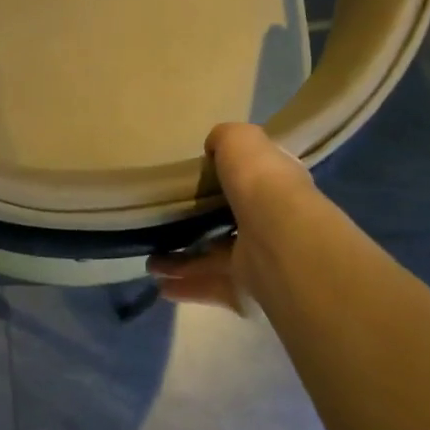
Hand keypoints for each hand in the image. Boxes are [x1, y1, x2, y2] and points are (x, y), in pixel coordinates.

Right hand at [147, 123, 310, 314]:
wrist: (279, 239)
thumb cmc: (260, 182)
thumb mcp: (240, 140)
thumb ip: (226, 139)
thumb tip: (213, 148)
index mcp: (274, 185)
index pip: (252, 180)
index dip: (227, 179)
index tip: (195, 182)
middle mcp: (270, 222)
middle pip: (229, 222)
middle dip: (199, 225)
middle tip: (166, 226)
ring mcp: (259, 258)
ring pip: (215, 258)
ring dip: (183, 262)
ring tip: (151, 262)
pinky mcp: (246, 290)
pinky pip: (211, 286)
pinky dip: (186, 286)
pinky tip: (162, 286)